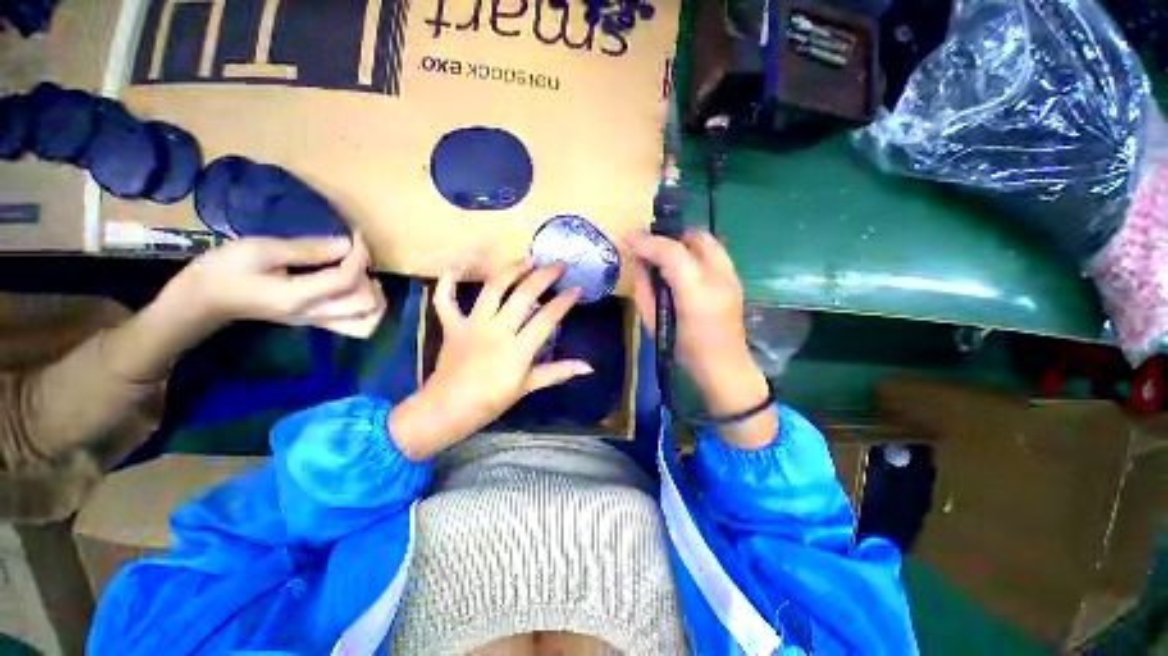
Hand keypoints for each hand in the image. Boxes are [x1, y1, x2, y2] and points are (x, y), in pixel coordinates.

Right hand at [167, 236, 386, 337]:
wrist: (202, 301)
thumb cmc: (224, 270)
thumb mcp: (260, 250)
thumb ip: (308, 249)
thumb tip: (347, 245)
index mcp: (299, 297)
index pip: (349, 280)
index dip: (360, 255)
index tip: (356, 235)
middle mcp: (315, 315)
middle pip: (366, 304)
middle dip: (370, 277)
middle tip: (356, 257)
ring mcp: (317, 322)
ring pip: (367, 321)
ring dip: (375, 297)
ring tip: (362, 276)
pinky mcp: (316, 322)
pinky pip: (356, 325)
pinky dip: (367, 309)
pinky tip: (357, 289)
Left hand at [388, 260, 591, 460]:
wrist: (447, 409)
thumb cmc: (491, 401)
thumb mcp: (528, 387)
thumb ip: (558, 372)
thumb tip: (589, 367)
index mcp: (518, 349)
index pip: (547, 318)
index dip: (565, 301)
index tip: (577, 288)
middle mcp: (497, 330)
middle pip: (523, 295)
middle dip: (544, 276)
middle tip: (558, 265)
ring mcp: (473, 324)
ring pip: (493, 288)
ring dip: (511, 270)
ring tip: (526, 259)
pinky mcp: (452, 325)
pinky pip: (445, 299)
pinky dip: (448, 281)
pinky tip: (459, 265)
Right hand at [627, 230, 776, 448]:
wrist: (724, 368)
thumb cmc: (684, 351)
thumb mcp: (654, 323)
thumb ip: (645, 291)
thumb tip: (639, 265)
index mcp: (695, 293)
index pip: (671, 253)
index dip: (647, 241)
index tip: (628, 237)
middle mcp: (719, 278)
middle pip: (695, 237)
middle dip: (670, 237)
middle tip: (651, 249)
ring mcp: (732, 277)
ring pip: (708, 241)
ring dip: (684, 243)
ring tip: (666, 256)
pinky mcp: (736, 279)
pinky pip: (714, 253)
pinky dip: (696, 252)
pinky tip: (684, 269)